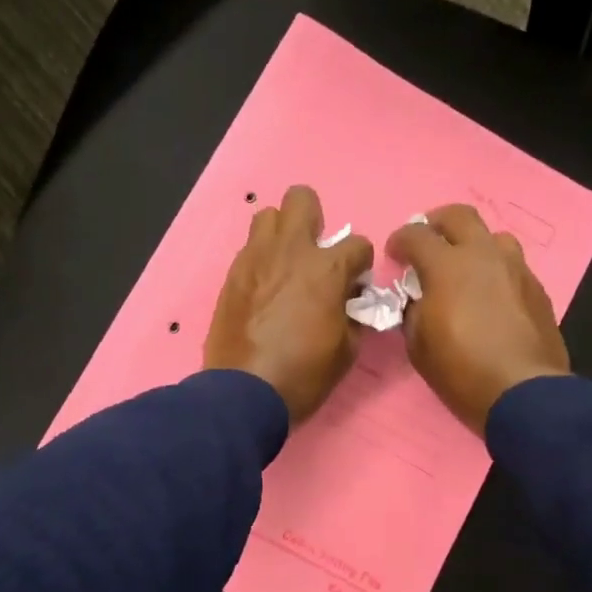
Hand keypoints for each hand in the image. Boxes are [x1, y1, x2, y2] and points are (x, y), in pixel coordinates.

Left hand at [204, 186, 372, 422]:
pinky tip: (263, 287)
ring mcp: (255, 258)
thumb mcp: (347, 350)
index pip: (358, 244)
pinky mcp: (231, 274)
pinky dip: (261, 260)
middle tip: (315, 253)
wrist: (244, 393)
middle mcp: (290, 251)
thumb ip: (353, 314)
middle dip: (314, 219)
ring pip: (268, 216)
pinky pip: (249, 249)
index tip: (354, 285)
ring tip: (284, 264)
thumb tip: (350, 300)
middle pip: (301, 199)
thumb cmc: (304, 374)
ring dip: (281, 234)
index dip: (360, 265)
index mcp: (326, 268)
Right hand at [388, 204, 570, 432]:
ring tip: (464, 268)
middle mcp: (484, 255)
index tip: (394, 255)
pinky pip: (512, 266)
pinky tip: (490, 296)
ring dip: (473, 244)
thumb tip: (418, 299)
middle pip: (460, 216)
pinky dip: (495, 271)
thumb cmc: (461, 370)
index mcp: (448, 266)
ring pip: (493, 236)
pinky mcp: (537, 289)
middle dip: (437, 223)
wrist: (523, 392)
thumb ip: (413, 311)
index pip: (416, 234)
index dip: (400, 240)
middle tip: (428, 242)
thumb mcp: (418, 344)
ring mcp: (516, 269)